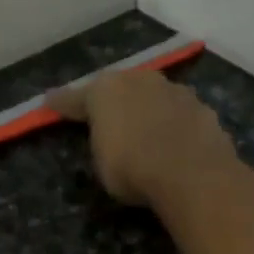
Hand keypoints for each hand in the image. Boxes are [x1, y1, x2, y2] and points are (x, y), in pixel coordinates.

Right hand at [47, 67, 237, 206]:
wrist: (191, 173)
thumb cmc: (132, 169)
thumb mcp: (102, 162)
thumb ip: (101, 142)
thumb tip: (107, 136)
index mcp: (107, 90)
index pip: (78, 98)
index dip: (63, 104)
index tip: (50, 102)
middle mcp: (141, 80)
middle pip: (122, 89)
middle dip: (115, 101)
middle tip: (110, 117)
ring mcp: (177, 92)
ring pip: (156, 98)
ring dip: (150, 111)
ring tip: (149, 132)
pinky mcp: (204, 110)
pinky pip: (181, 117)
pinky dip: (176, 127)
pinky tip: (177, 144)